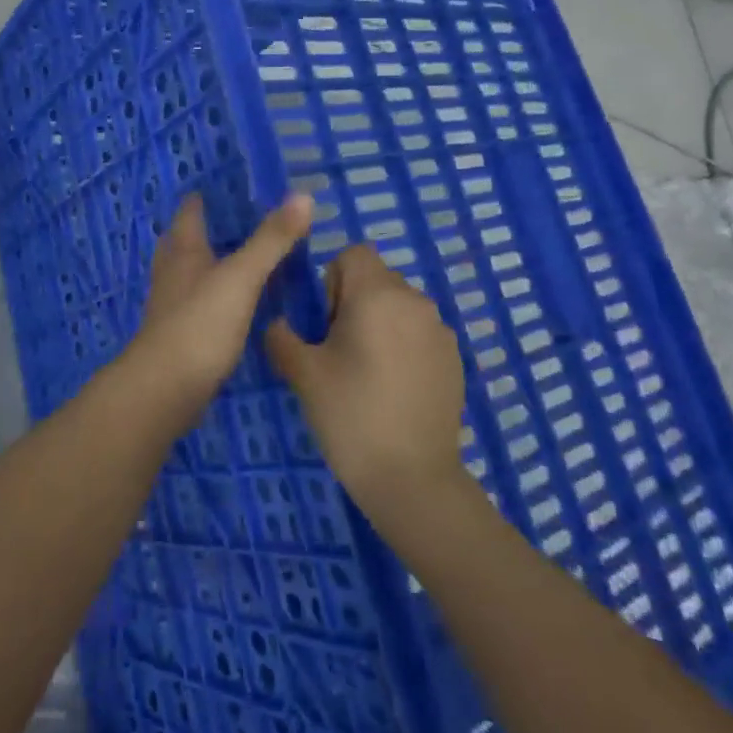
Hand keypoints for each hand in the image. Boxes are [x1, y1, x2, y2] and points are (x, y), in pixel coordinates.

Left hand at [126, 193, 313, 418]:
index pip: (189, 214)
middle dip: (202, 230)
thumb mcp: (242, 277)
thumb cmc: (200, 324)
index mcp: (183, 252)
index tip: (224, 187)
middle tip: (234, 222)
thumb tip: (303, 196)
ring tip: (238, 259)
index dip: (201, 199)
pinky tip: (234, 305)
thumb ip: (271, 240)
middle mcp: (172, 274)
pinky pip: (198, 305)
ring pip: (188, 275)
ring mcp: (172, 307)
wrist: (165, 389)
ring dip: (208, 264)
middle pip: (182, 242)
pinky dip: (214, 297)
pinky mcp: (180, 337)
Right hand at [265, 245, 466, 515]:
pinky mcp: (454, 359)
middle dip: (353, 302)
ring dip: (379, 324)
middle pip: (377, 278)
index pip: (353, 253)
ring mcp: (440, 330)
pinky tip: (393, 390)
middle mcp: (415, 301)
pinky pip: (419, 333)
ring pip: (399, 306)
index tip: (326, 323)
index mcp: (378, 295)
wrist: (412, 479)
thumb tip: (279, 324)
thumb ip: (282, 337)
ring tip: (366, 373)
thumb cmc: (351, 415)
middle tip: (339, 351)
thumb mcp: (303, 374)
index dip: (332, 280)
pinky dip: (403, 346)